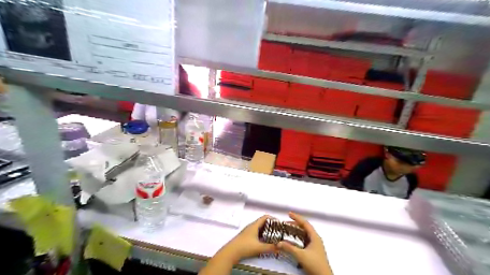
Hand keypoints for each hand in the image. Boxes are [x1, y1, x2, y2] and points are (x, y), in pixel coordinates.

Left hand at [218, 215, 274, 261]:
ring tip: (274, 235)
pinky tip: (265, 241)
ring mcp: (248, 231)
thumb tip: (280, 247)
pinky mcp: (246, 237)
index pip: (265, 217)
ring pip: (260, 228)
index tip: (279, 223)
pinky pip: (257, 232)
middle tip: (278, 230)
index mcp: (254, 225)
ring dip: (267, 230)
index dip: (273, 218)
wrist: (231, 252)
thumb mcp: (259, 248)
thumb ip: (270, 248)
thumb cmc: (244, 247)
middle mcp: (251, 226)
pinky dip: (262, 234)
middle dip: (271, 225)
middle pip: (263, 222)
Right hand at [279, 212, 332, 274]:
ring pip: (305, 234)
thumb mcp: (301, 255)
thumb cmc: (315, 264)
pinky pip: (305, 240)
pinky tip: (293, 241)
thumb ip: (289, 248)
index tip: (289, 214)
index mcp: (315, 237)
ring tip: (288, 231)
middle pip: (305, 228)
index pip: (305, 223)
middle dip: (295, 224)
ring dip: (296, 231)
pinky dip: (298, 238)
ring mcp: (315, 245)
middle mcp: (316, 239)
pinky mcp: (314, 251)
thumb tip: (279, 243)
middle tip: (286, 224)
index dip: (297, 218)